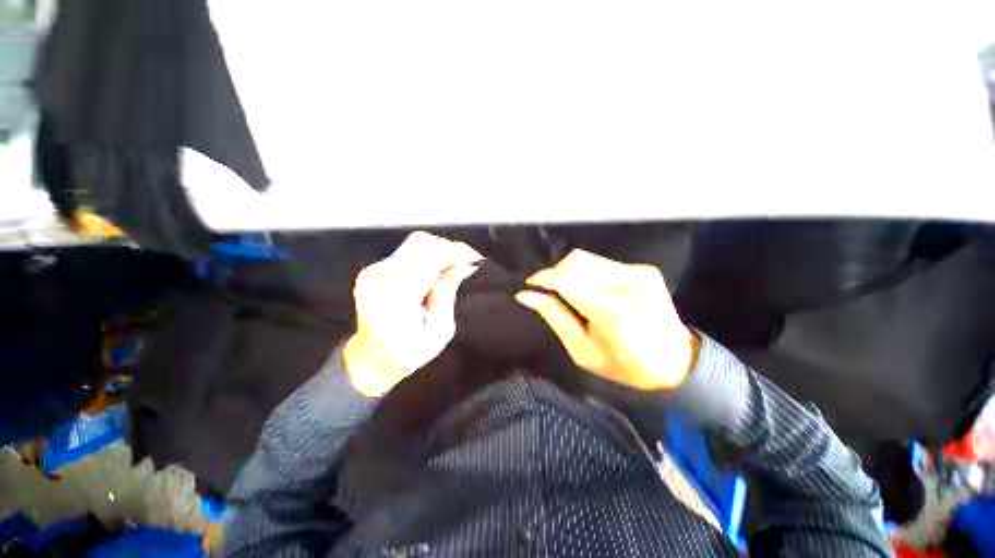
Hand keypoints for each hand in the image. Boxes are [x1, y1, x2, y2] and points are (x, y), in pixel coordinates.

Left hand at [343, 232, 481, 396]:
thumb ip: (447, 293)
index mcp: (396, 295)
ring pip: (415, 245)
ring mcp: (374, 272)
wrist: (371, 360)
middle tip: (466, 263)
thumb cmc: (407, 353)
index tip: (474, 259)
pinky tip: (437, 271)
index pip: (429, 256)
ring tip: (454, 267)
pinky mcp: (375, 271)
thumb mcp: (438, 330)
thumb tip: (463, 266)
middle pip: (421, 243)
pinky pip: (407, 253)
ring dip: (439, 252)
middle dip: (449, 249)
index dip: (455, 252)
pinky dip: (427, 257)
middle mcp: (380, 277)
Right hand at [515, 250, 699, 391]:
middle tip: (549, 293)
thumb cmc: (625, 365)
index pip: (565, 280)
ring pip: (587, 258)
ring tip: (568, 292)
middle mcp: (626, 283)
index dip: (543, 278)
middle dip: (555, 274)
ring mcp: (638, 272)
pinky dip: (588, 274)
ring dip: (570, 272)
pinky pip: (602, 263)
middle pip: (575, 262)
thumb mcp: (582, 351)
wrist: (677, 362)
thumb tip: (526, 295)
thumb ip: (554, 317)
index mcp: (611, 310)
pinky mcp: (644, 269)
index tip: (529, 285)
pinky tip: (591, 291)